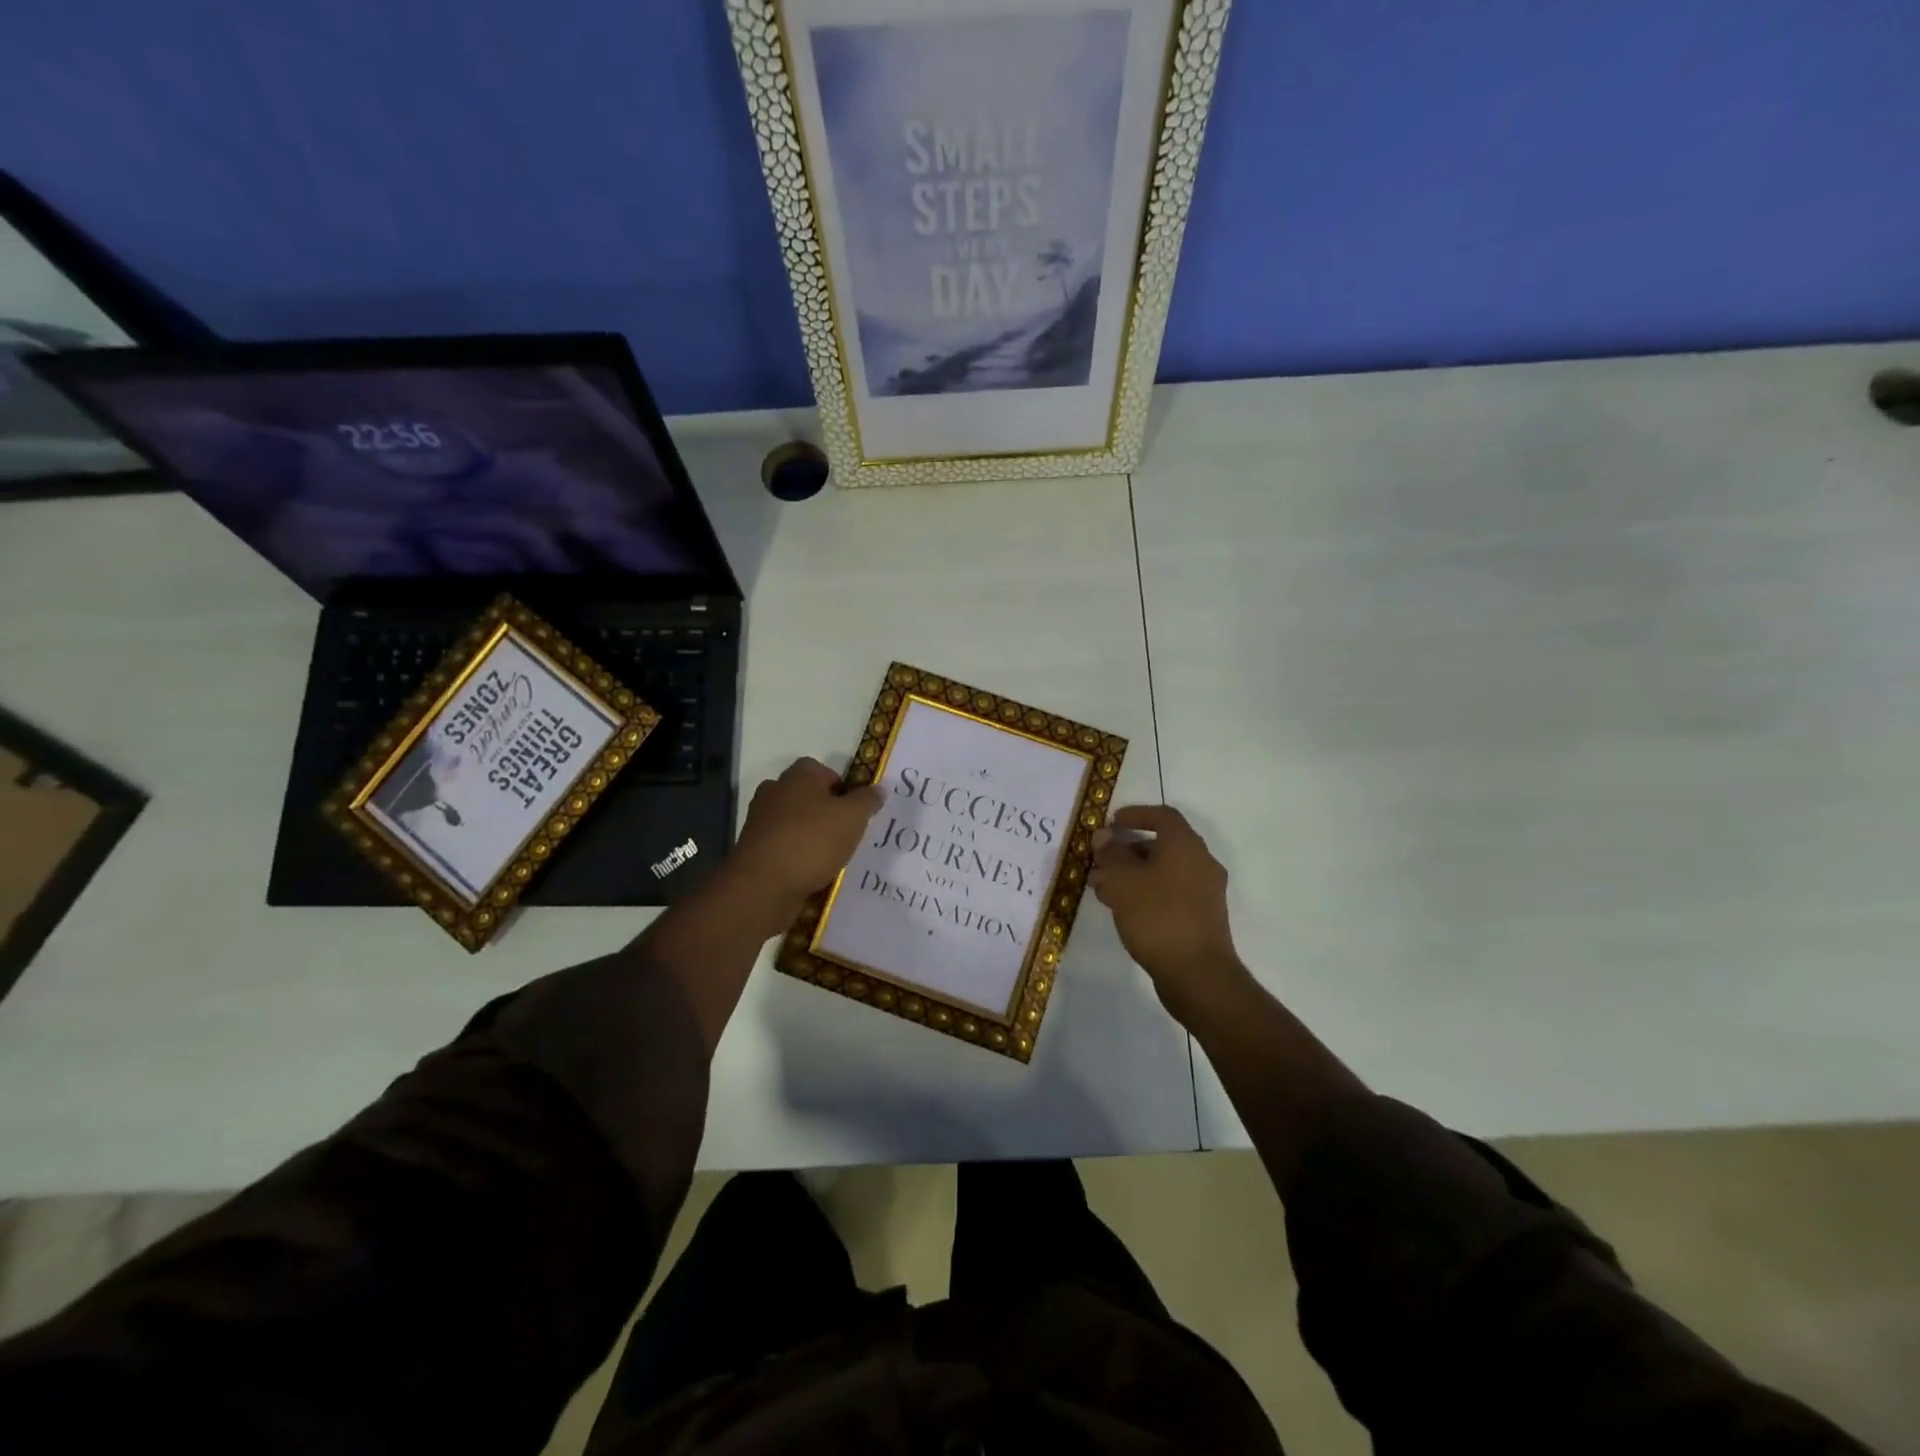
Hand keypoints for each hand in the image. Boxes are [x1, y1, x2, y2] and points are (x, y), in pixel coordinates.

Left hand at [720, 758, 884, 934]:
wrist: (764, 884)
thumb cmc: (812, 841)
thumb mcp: (852, 818)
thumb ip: (867, 801)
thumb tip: (877, 789)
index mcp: (798, 776)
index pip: (822, 769)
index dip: (840, 786)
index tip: (854, 809)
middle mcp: (775, 791)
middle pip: (806, 795)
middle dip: (824, 810)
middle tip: (845, 832)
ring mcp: (760, 820)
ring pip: (793, 821)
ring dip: (809, 833)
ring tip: (830, 856)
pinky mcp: (753, 848)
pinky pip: (782, 844)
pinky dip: (795, 853)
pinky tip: (810, 871)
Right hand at [1090, 805, 1249, 1023]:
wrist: (1198, 974)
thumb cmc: (1157, 916)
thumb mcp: (1123, 881)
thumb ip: (1111, 855)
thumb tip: (1104, 837)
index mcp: (1185, 845)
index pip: (1162, 815)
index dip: (1136, 814)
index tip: (1111, 824)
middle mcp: (1201, 862)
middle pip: (1162, 845)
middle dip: (1128, 850)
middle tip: (1100, 861)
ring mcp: (1205, 892)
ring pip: (1164, 871)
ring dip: (1133, 874)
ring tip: (1102, 889)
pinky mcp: (1202, 917)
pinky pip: (1170, 893)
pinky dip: (1146, 892)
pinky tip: (1122, 909)